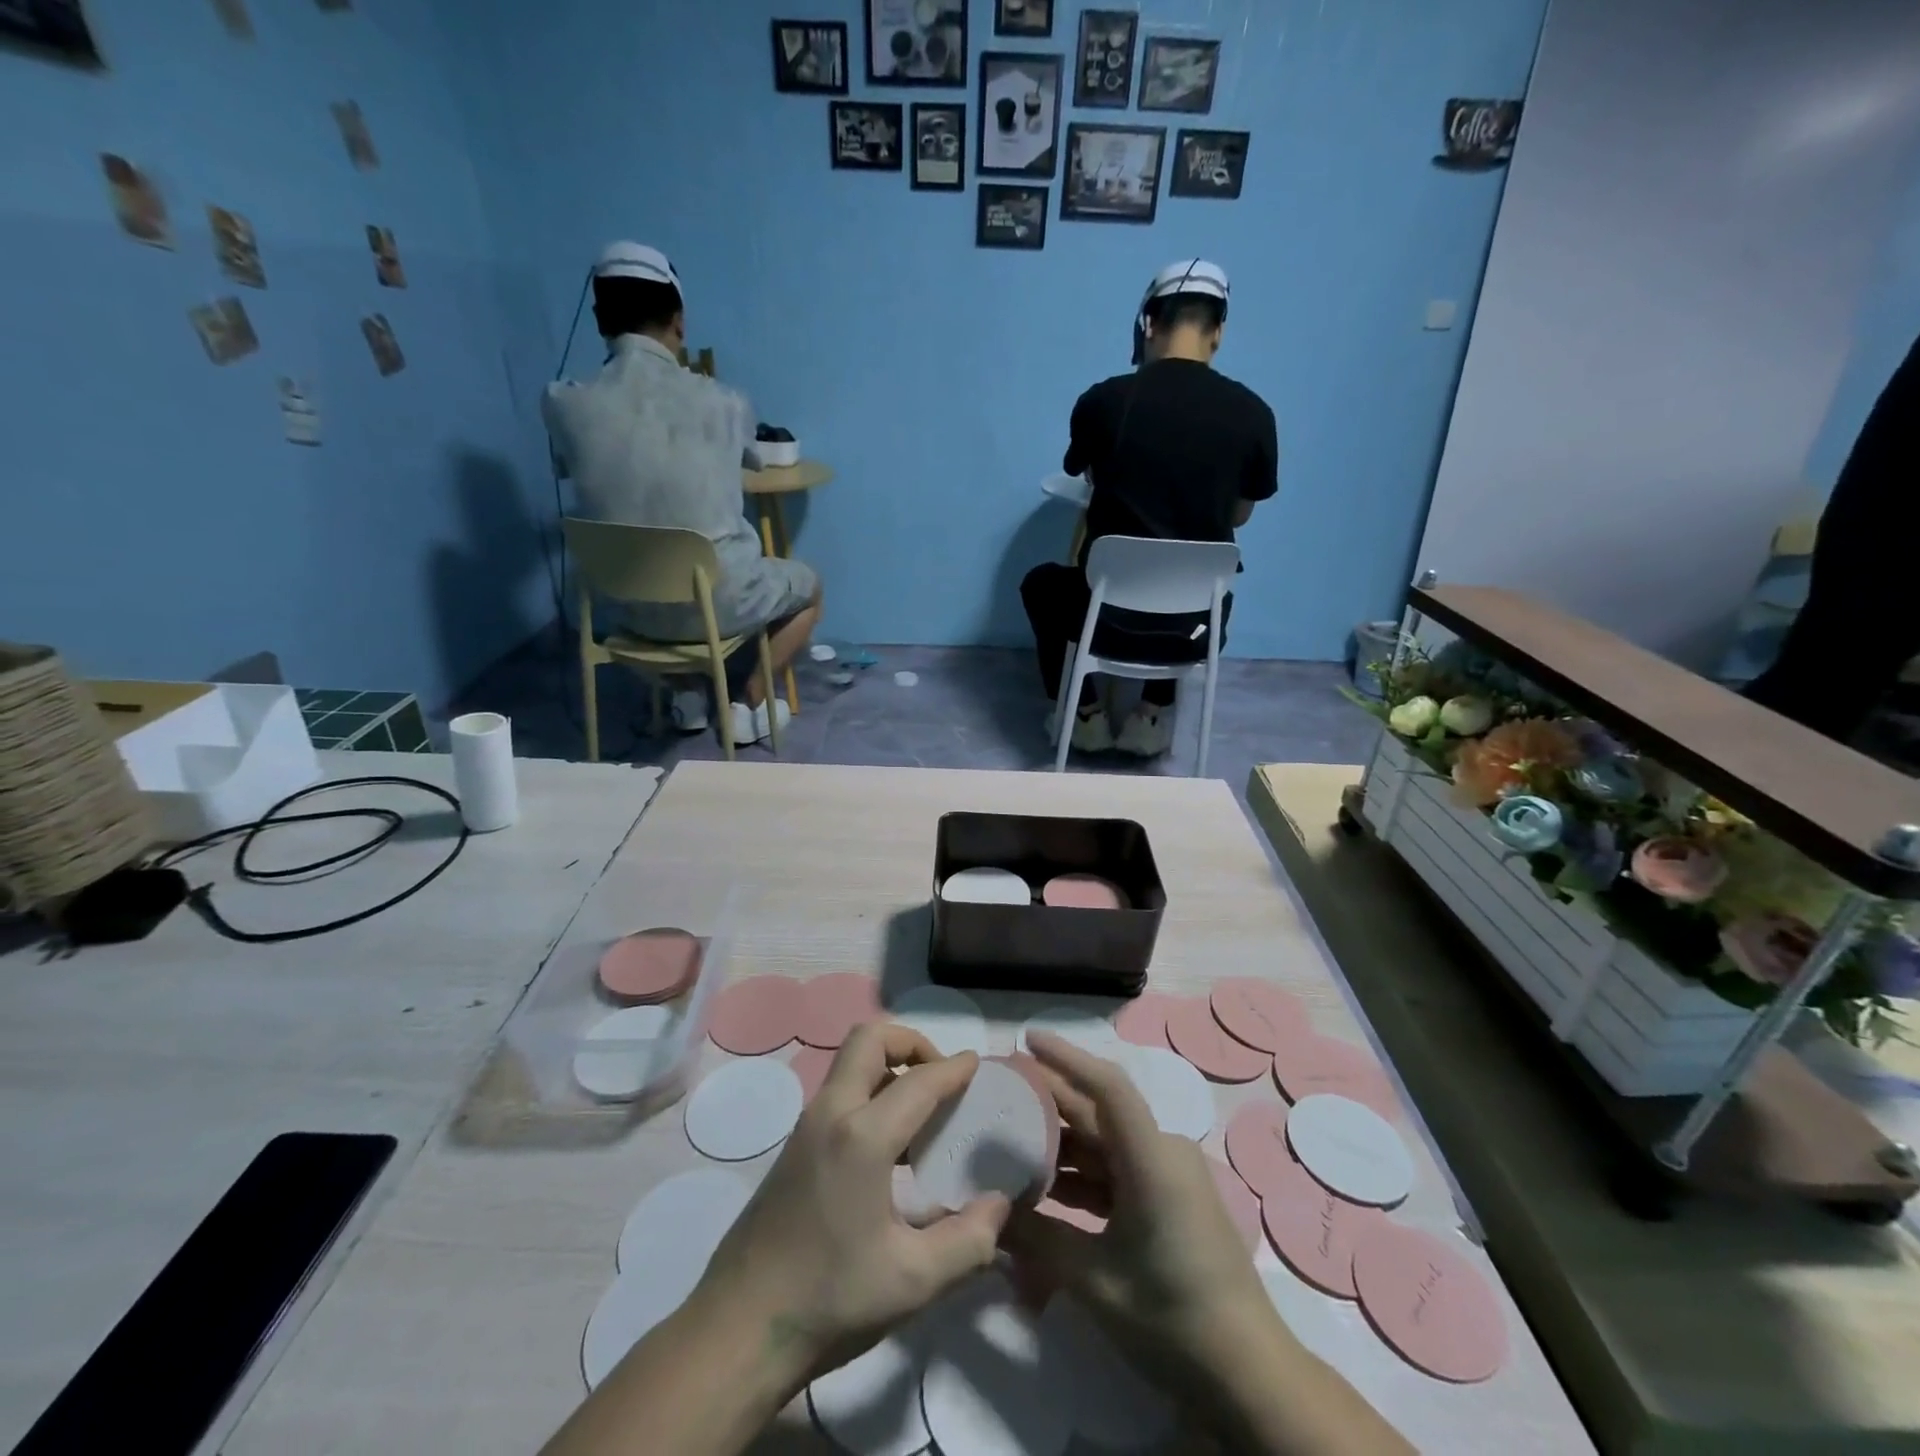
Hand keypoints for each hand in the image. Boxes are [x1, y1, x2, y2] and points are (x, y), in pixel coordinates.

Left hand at [690, 1023, 1011, 1380]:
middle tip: (940, 1077)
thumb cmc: (829, 1300)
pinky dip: (871, 1090)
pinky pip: (840, 1091)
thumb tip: (1000, 1204)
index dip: (954, 1069)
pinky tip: (892, 1144)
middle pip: (870, 1038)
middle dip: (911, 1043)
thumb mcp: (912, 1281)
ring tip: (923, 1109)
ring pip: (851, 1061)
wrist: (738, 1330)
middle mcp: (831, 1113)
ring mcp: (807, 1126)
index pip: (919, 1081)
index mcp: (862, 1135)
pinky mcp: (795, 1145)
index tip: (978, 1065)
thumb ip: (968, 1240)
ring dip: (889, 1065)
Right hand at [1002, 1031, 1267, 1377]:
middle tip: (999, 1094)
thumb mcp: (1096, 1281)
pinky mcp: (1168, 1200)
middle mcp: (1163, 1153)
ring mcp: (1168, 1176)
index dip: (1066, 1057)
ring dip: (1061, 1145)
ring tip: (1008, 1142)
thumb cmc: (1172, 1318)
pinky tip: (1044, 1189)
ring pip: (1105, 1144)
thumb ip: (1038, 1240)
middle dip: (1049, 1102)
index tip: (1027, 1039)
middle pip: (1099, 1113)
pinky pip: (1117, 1171)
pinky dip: (1082, 1176)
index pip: (1107, 1087)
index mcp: (1152, 1159)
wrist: (1248, 1375)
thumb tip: (988, 1216)